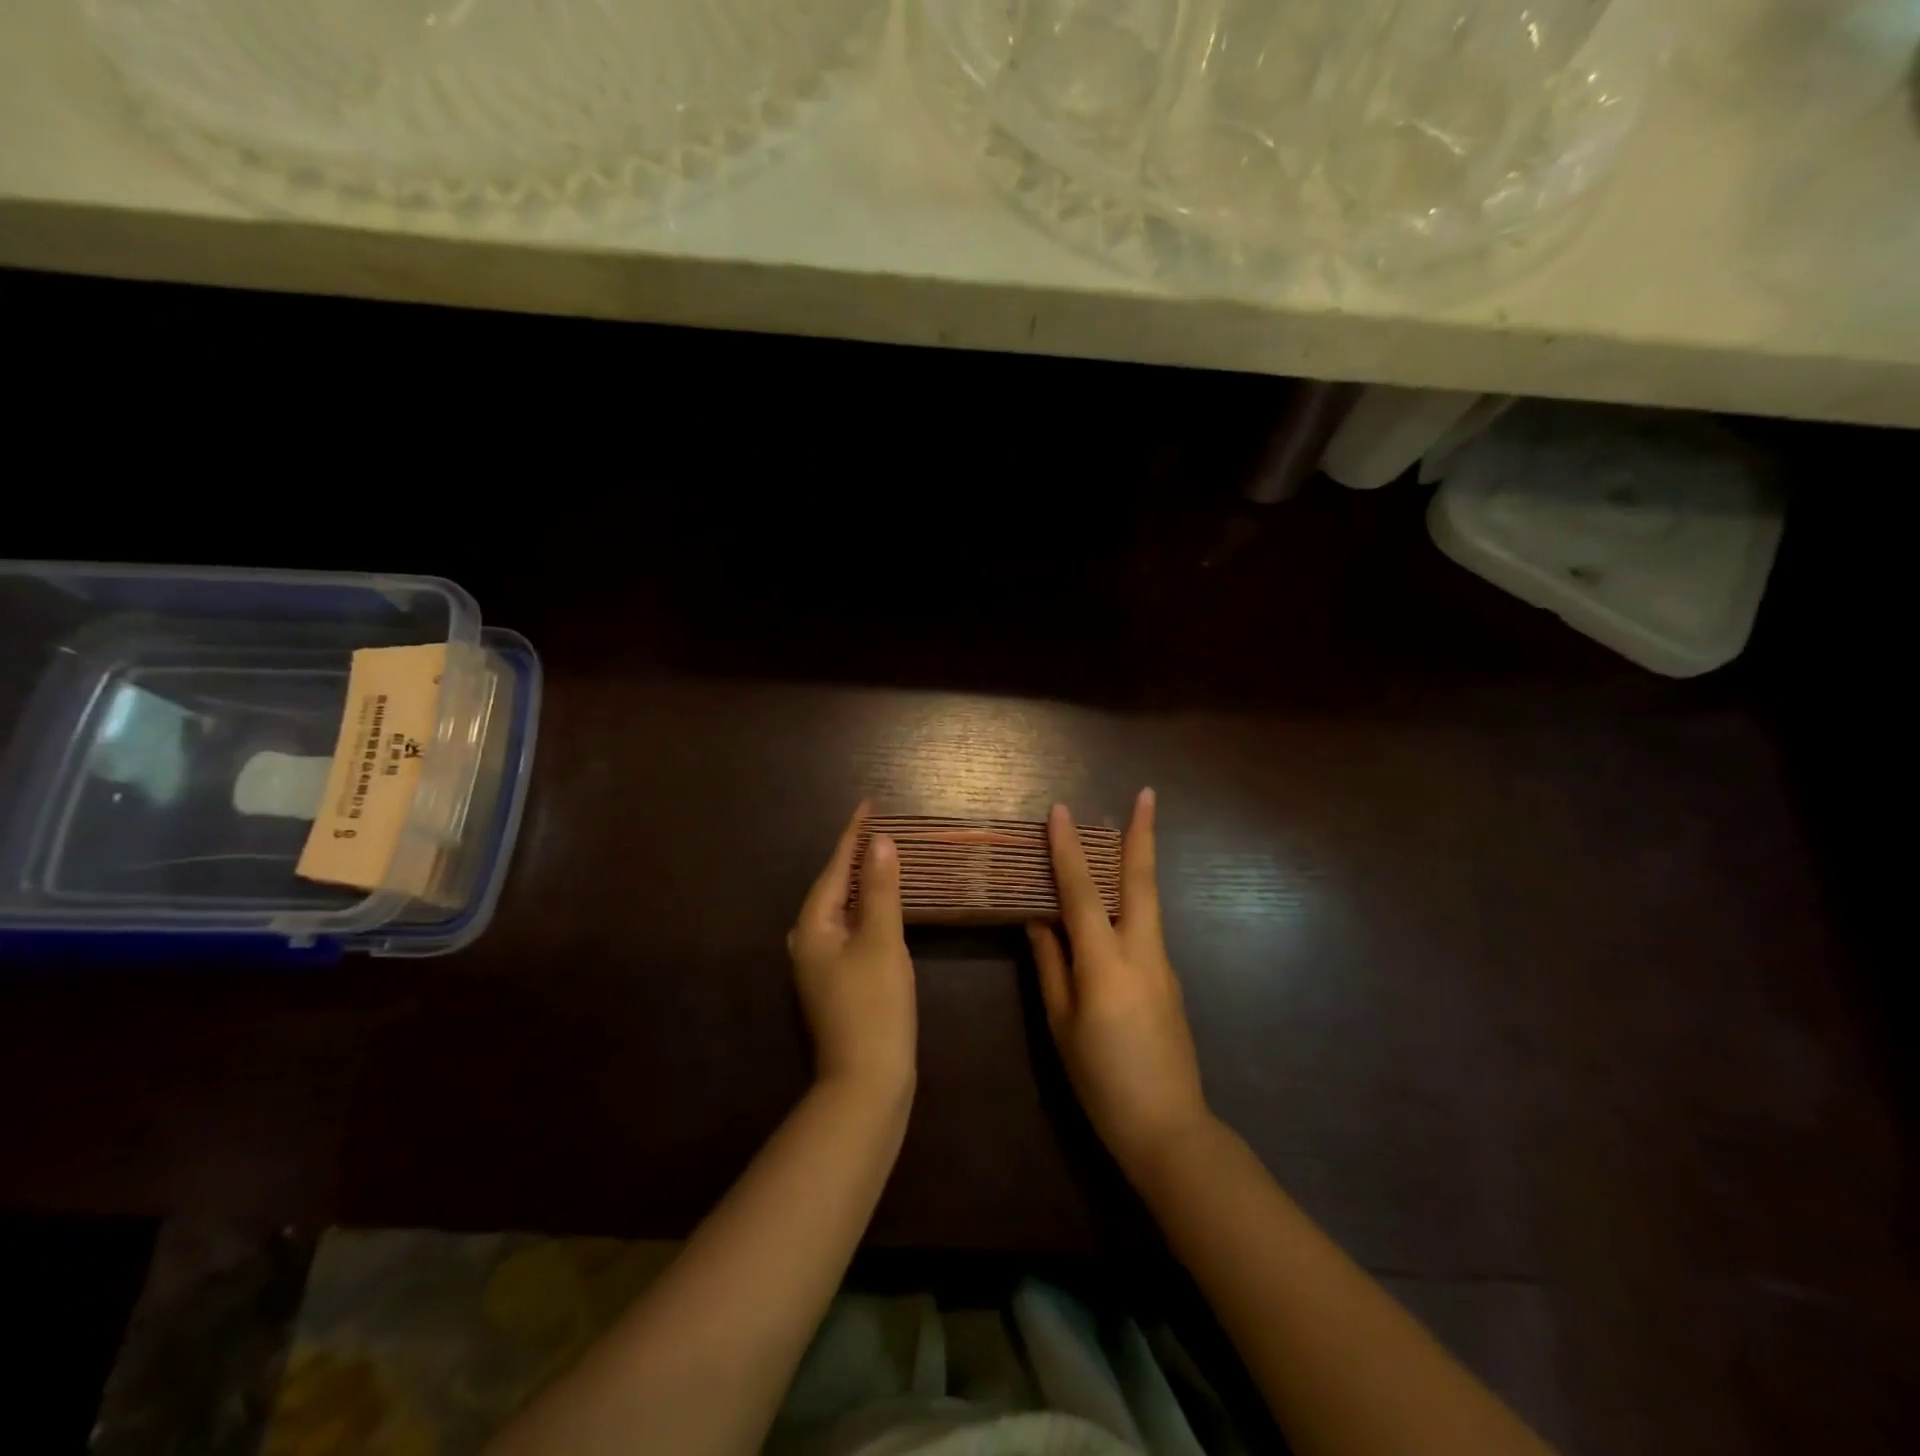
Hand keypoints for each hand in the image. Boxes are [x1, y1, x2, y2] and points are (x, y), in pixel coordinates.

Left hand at [789, 803, 916, 1101]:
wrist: (867, 1082)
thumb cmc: (875, 1006)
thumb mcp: (882, 941)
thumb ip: (882, 890)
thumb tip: (880, 842)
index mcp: (813, 926)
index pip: (836, 867)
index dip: (854, 834)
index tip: (869, 804)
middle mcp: (808, 940)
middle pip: (834, 886)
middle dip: (856, 855)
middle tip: (881, 827)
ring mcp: (820, 964)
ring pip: (842, 909)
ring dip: (863, 883)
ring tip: (884, 857)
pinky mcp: (836, 981)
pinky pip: (850, 930)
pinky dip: (867, 910)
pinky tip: (883, 907)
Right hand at [1028, 790, 1211, 1175]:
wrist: (1169, 1129)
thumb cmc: (1102, 1079)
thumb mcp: (1062, 1024)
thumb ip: (1051, 965)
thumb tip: (1038, 920)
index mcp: (1107, 963)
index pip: (1083, 893)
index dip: (1068, 850)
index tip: (1059, 811)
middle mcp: (1142, 952)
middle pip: (1141, 881)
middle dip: (1142, 834)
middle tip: (1147, 794)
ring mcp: (1163, 965)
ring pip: (1148, 902)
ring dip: (1136, 863)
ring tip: (1123, 835)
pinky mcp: (1170, 980)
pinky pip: (1146, 929)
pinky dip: (1130, 903)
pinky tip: (1113, 908)